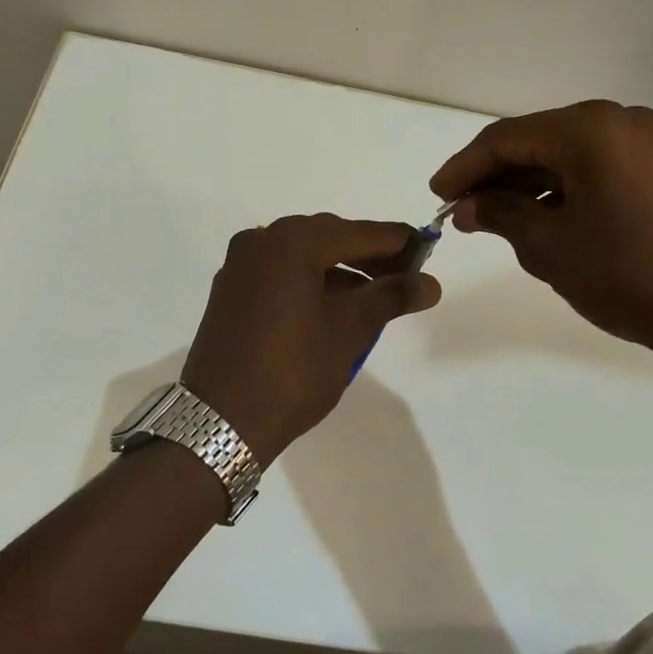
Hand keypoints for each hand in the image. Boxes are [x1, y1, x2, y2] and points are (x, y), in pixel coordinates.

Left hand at [181, 215, 441, 462]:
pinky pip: (280, 272)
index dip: (397, 241)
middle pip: (329, 237)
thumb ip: (391, 297)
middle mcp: (261, 241)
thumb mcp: (350, 330)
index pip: (359, 232)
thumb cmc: (293, 370)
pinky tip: (334, 305)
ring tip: (375, 296)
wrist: (221, 421)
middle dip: (368, 255)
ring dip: (340, 270)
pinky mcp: (230, 290)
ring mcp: (240, 265)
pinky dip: (310, 281)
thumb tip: (430, 283)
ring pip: (303, 255)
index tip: (428, 251)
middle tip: (405, 275)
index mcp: (291, 242)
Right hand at [429, 101, 652, 363]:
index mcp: (589, 129)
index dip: (464, 166)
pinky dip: (558, 189)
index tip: (436, 196)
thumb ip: (499, 213)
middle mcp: (618, 121)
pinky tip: (535, 217)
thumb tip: (465, 206)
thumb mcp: (548, 245)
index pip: (506, 138)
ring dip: (524, 184)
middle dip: (494, 175)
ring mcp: (642, 144)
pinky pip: (591, 168)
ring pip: (563, 155)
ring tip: (489, 217)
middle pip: (535, 141)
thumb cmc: (626, 273)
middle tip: (459, 209)